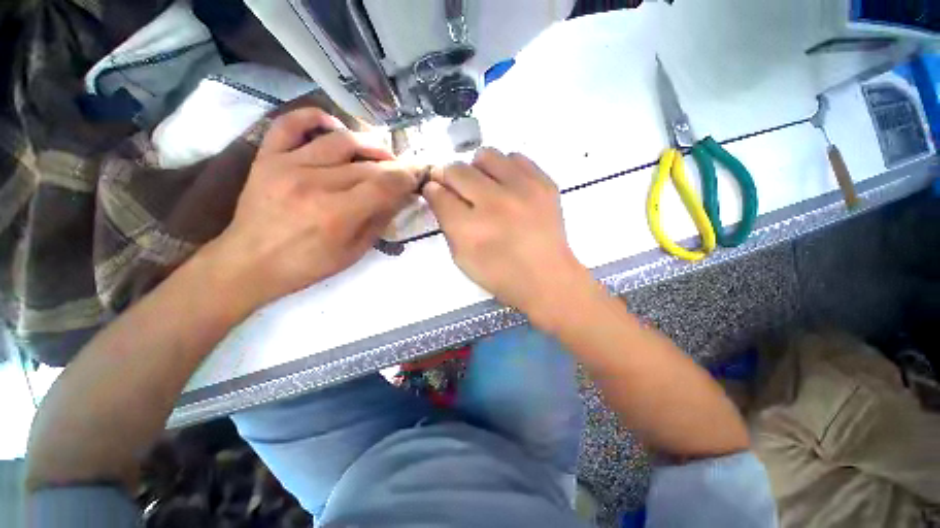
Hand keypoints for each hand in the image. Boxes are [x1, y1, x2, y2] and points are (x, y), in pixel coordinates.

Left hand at [203, 108, 418, 310]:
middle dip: (394, 166)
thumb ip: (379, 221)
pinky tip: (335, 128)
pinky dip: (315, 117)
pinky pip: (290, 123)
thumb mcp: (354, 252)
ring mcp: (288, 165)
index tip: (417, 176)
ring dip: (369, 144)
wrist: (250, 263)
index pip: (385, 184)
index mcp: (338, 214)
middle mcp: (315, 183)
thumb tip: (400, 196)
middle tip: (403, 170)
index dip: (407, 177)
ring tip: (379, 154)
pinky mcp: (268, 157)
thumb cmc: (307, 265)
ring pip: (341, 140)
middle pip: (368, 165)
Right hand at [423, 148, 596, 324]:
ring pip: (485, 155)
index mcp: (470, 228)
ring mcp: (523, 189)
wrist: (547, 277)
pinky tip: (508, 187)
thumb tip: (437, 192)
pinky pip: (515, 158)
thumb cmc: (500, 274)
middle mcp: (494, 203)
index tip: (436, 191)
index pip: (438, 193)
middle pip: (457, 169)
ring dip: (478, 169)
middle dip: (450, 177)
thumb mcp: (462, 258)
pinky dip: (505, 169)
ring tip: (486, 187)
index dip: (433, 190)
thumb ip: (446, 223)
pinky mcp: (544, 183)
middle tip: (460, 190)